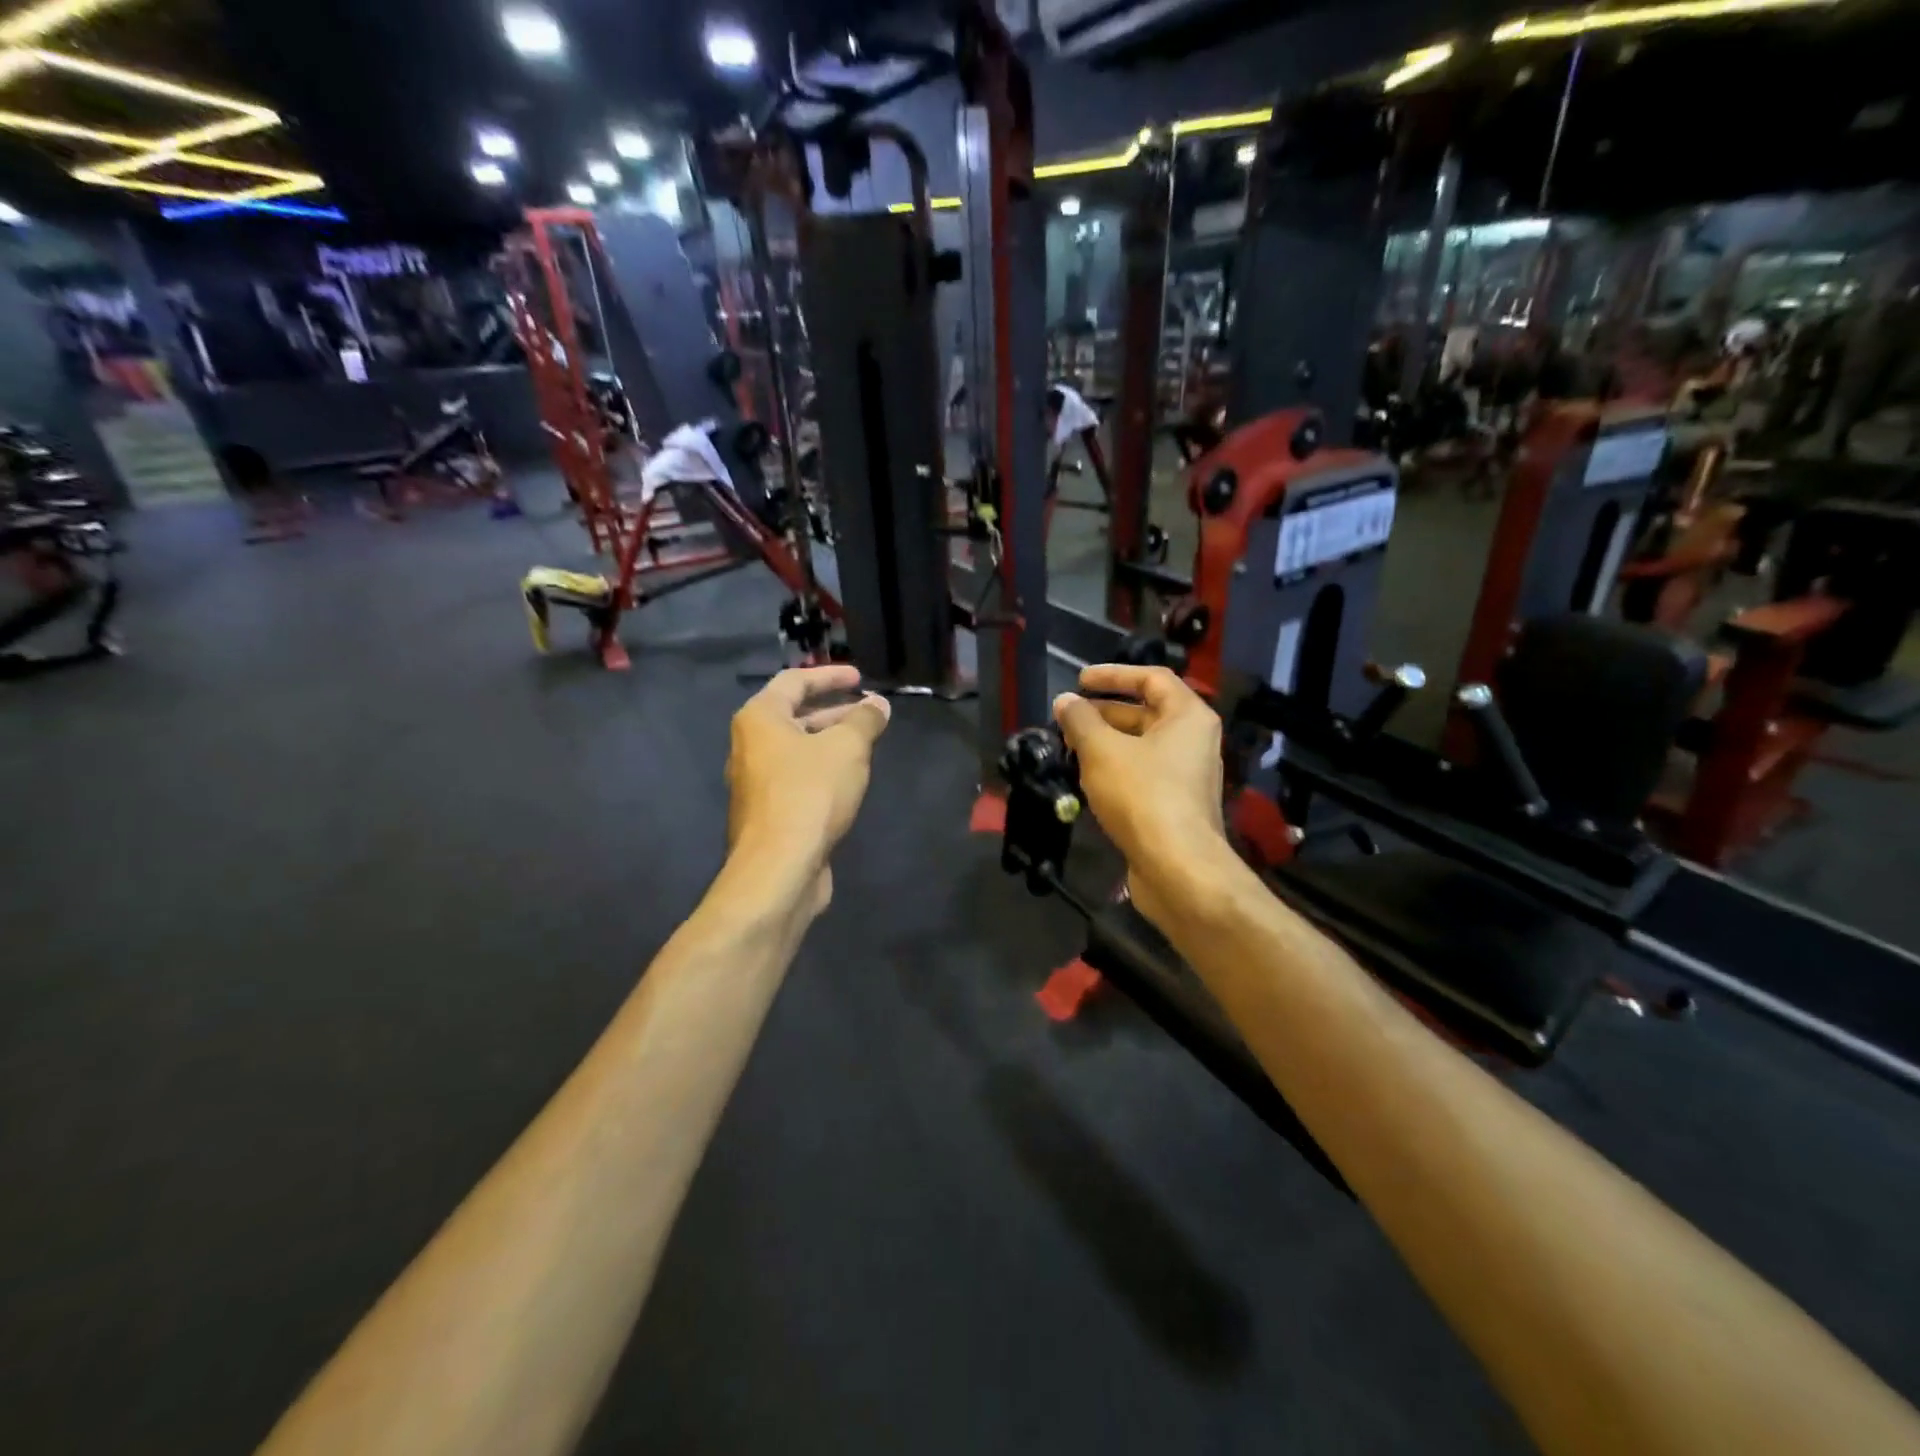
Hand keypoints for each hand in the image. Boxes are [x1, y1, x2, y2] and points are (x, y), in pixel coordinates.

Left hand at [726, 665, 890, 910]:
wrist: (779, 868)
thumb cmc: (811, 794)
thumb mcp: (848, 748)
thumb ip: (865, 720)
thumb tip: (877, 705)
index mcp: (760, 718)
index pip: (794, 682)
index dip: (830, 676)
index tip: (860, 678)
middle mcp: (749, 745)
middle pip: (794, 716)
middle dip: (833, 710)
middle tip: (868, 711)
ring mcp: (756, 782)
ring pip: (797, 749)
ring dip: (830, 741)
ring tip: (866, 743)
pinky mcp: (768, 812)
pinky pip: (797, 777)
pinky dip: (823, 769)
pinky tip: (849, 780)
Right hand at [1053, 665, 1227, 927]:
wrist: (1177, 867)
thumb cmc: (1142, 795)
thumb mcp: (1102, 750)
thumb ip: (1080, 720)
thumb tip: (1065, 701)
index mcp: (1187, 716)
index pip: (1151, 678)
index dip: (1114, 675)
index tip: (1080, 680)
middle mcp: (1193, 741)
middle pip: (1146, 713)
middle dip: (1103, 712)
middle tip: (1067, 717)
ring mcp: (1186, 776)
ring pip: (1141, 746)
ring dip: (1105, 742)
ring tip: (1069, 746)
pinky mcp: (1175, 805)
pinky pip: (1143, 774)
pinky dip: (1115, 769)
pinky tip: (1085, 779)